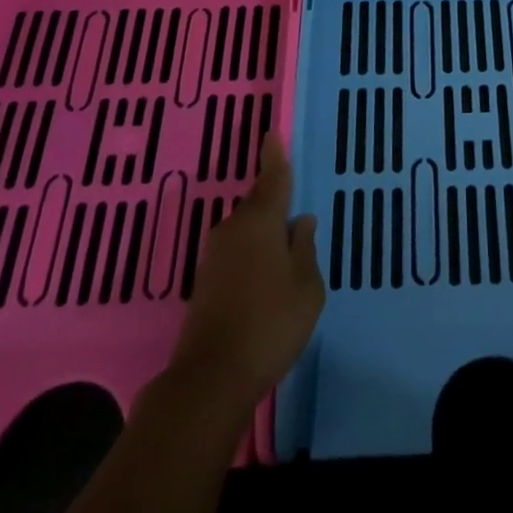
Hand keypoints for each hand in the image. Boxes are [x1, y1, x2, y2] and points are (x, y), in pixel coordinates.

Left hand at [169, 134, 323, 409]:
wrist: (211, 379)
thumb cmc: (270, 324)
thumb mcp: (307, 286)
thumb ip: (305, 249)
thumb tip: (300, 222)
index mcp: (260, 222)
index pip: (272, 179)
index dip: (275, 157)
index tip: (272, 134)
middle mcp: (233, 230)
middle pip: (257, 205)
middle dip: (274, 203)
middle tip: (294, 207)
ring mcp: (214, 257)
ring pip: (246, 230)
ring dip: (263, 233)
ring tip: (286, 248)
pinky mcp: (205, 283)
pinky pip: (236, 252)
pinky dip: (252, 254)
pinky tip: (266, 274)